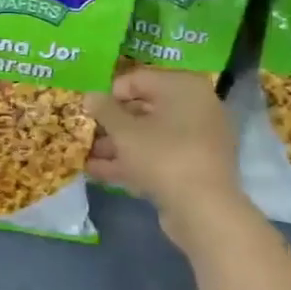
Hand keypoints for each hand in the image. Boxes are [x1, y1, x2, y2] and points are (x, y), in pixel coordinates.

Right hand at [85, 66, 245, 219]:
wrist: (204, 210)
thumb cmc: (163, 156)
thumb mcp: (124, 131)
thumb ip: (104, 110)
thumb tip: (90, 95)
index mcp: (183, 87)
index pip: (138, 79)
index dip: (110, 94)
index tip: (90, 111)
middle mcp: (195, 107)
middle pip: (144, 108)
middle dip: (112, 123)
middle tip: (86, 133)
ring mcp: (197, 139)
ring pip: (150, 135)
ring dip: (117, 144)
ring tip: (86, 155)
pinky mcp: (194, 167)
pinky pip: (159, 156)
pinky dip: (133, 161)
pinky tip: (99, 172)